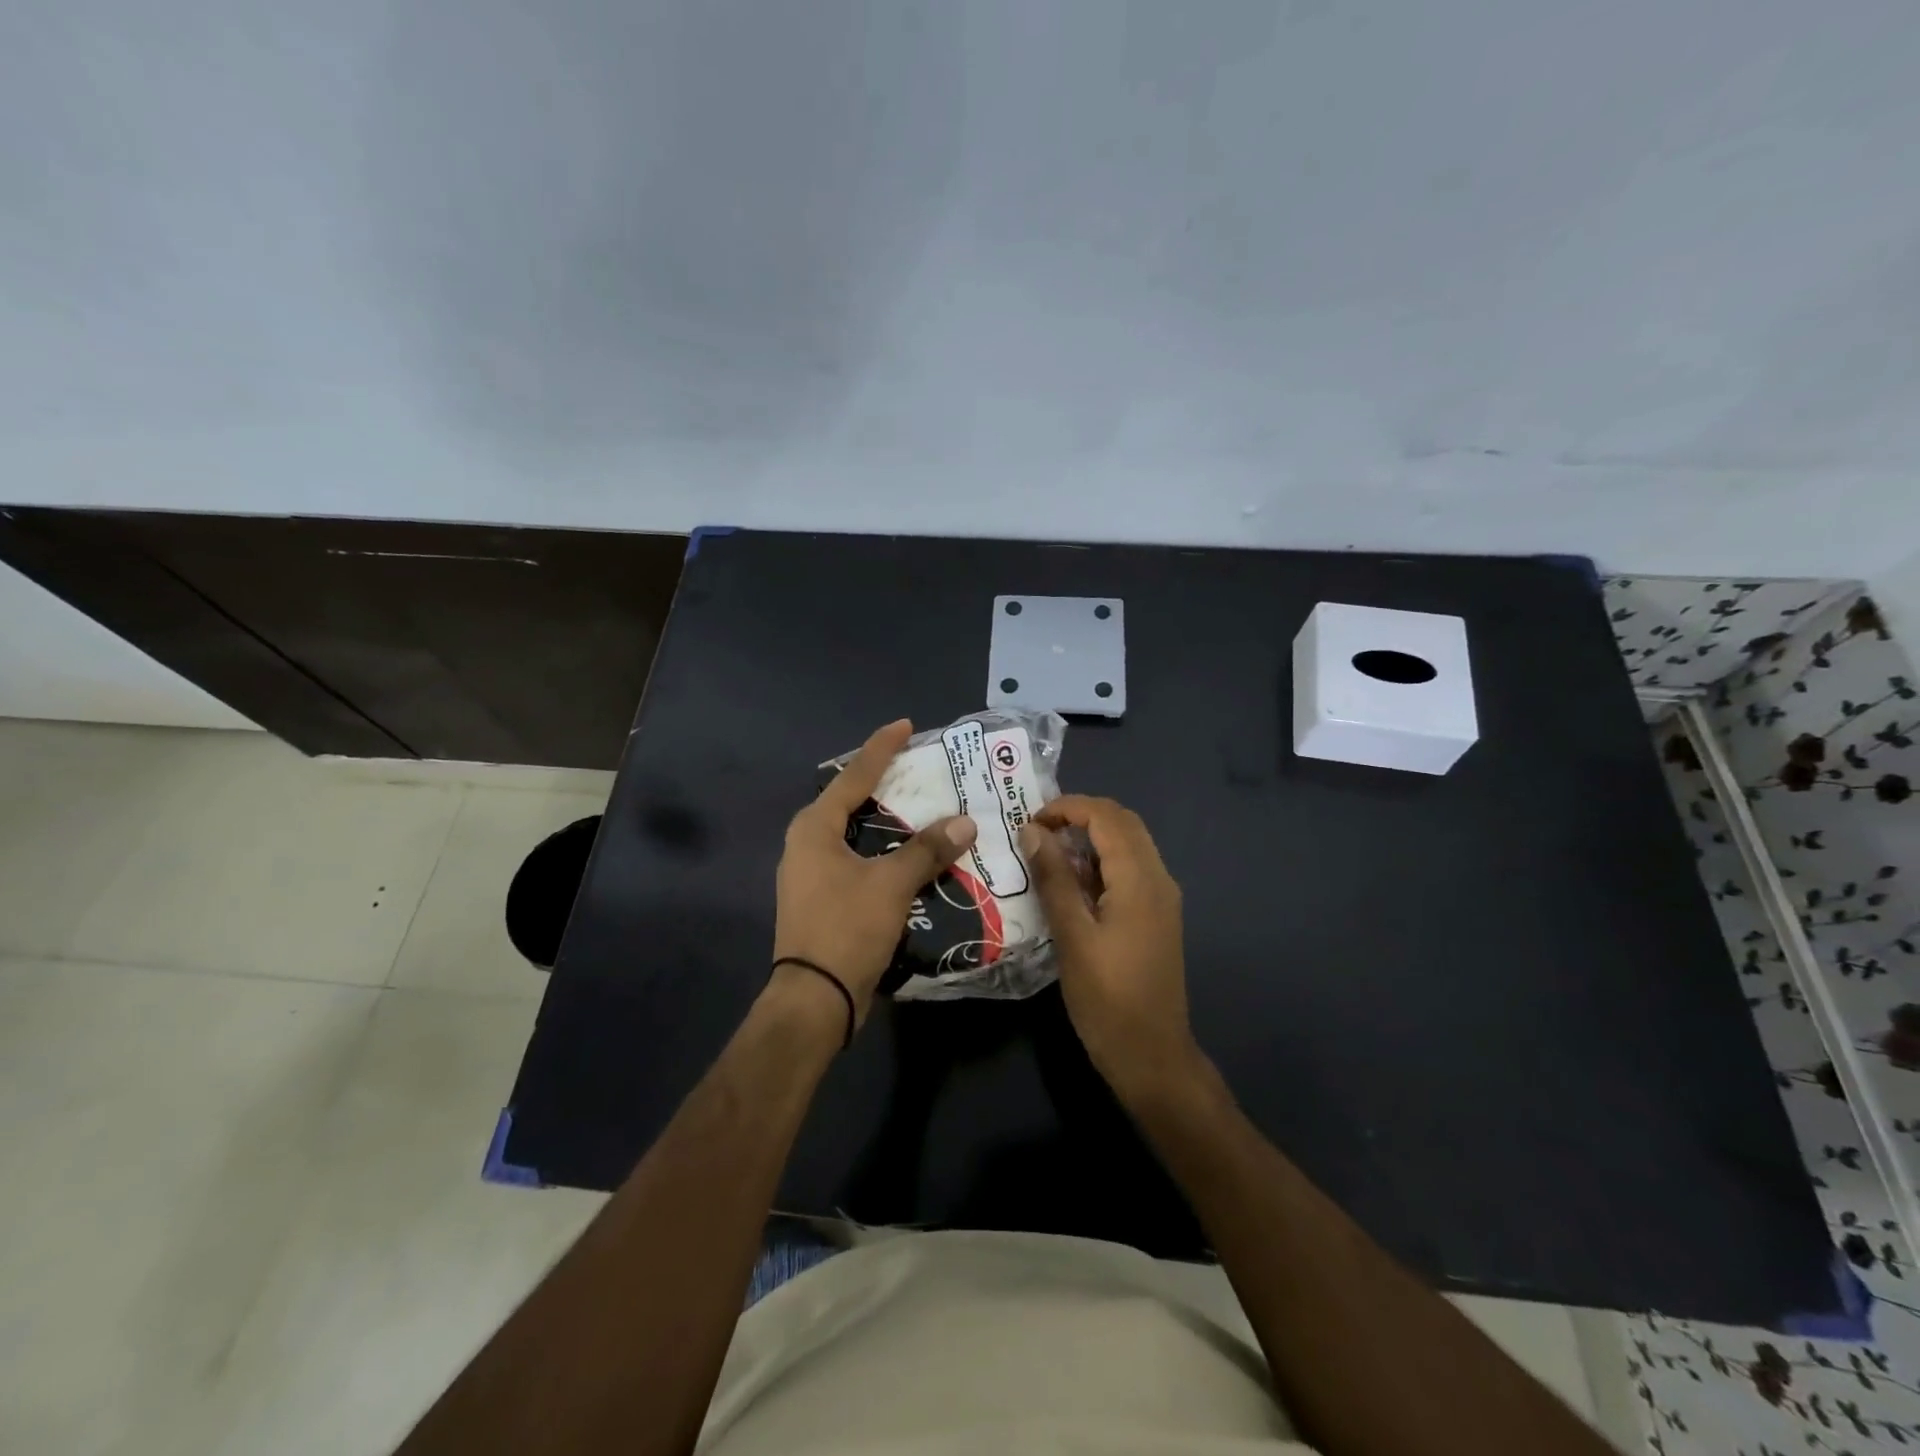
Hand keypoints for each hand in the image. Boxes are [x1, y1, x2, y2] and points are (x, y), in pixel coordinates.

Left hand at [772, 719, 977, 1029]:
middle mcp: (807, 843)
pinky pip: (859, 859)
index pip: (853, 776)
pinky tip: (912, 856)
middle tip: (921, 769)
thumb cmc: (846, 928)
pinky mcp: (823, 898)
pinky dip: (885, 851)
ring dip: (888, 821)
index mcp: (814, 829)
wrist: (815, 1000)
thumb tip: (965, 821)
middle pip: (851, 800)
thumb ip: (927, 849)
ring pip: (856, 833)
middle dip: (885, 783)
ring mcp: (812, 873)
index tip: (906, 726)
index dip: (881, 748)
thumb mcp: (891, 884)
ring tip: (924, 809)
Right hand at [1020, 796, 1205, 1102]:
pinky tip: (1070, 884)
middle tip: (1037, 830)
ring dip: (1090, 838)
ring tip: (1047, 852)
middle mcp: (1158, 878)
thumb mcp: (1072, 936)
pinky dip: (1100, 862)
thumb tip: (1033, 830)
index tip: (1029, 822)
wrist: (1152, 1056)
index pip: (1106, 817)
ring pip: (1128, 845)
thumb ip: (1054, 879)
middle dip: (1080, 816)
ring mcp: (1161, 898)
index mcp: (1140, 879)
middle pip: (1122, 823)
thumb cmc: (1108, 999)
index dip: (1067, 808)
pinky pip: (1129, 870)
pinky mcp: (1156, 916)